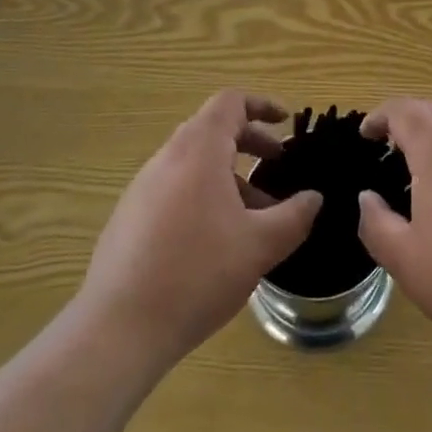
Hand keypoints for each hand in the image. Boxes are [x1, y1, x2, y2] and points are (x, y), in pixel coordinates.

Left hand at [78, 91, 321, 367]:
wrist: (118, 329)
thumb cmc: (197, 274)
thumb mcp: (260, 246)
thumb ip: (294, 216)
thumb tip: (313, 198)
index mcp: (198, 150)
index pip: (230, 102)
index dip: (262, 104)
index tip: (286, 123)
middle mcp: (167, 158)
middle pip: (212, 129)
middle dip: (250, 141)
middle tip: (277, 164)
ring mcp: (142, 188)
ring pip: (193, 162)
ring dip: (228, 175)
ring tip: (255, 214)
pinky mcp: (129, 217)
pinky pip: (174, 188)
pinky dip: (203, 195)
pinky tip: (216, 241)